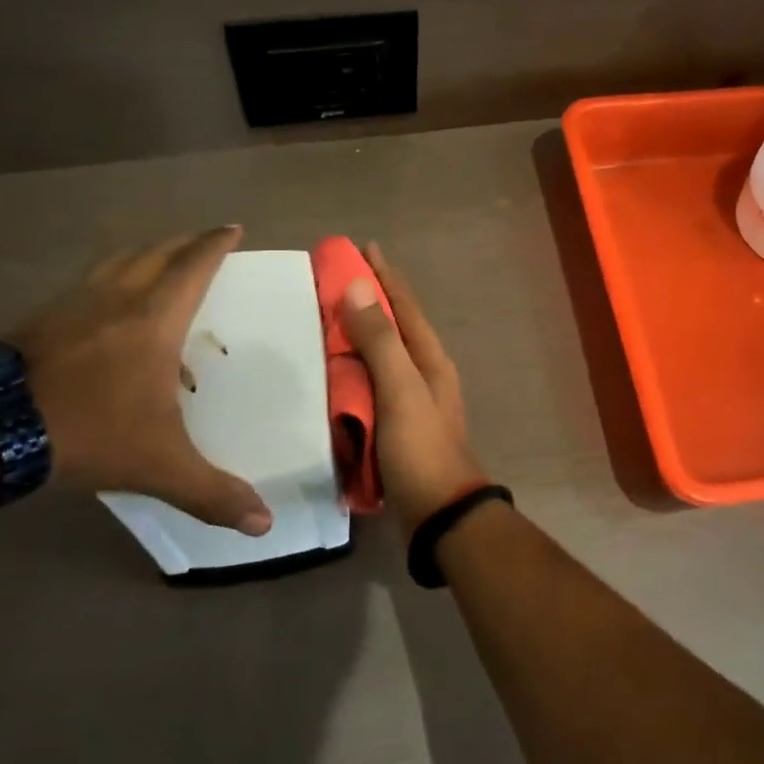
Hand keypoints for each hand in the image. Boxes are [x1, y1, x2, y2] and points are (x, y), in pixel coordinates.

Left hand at [14, 226, 271, 534]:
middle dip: (185, 242)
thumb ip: (213, 492)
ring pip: (116, 261)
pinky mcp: (38, 318)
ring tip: (158, 262)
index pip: (193, 266)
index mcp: (155, 319)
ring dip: (144, 254)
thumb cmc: (88, 431)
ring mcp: (72, 304)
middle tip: (203, 241)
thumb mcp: (160, 465)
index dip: (215, 244)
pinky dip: (107, 279)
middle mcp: (117, 298)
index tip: (232, 228)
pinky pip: (86, 283)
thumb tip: (265, 524)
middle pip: (156, 253)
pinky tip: (102, 305)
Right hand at [339, 243, 487, 531]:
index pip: (405, 306)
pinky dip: (351, 373)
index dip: (385, 275)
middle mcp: (423, 374)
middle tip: (332, 282)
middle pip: (393, 327)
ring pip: (380, 357)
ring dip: (357, 336)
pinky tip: (329, 374)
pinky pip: (370, 387)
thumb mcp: (401, 389)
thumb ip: (380, 340)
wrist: (440, 516)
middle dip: (367, 301)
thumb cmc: (422, 448)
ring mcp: (410, 402)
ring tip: (324, 320)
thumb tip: (357, 286)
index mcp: (429, 360)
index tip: (364, 247)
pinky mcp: (395, 427)